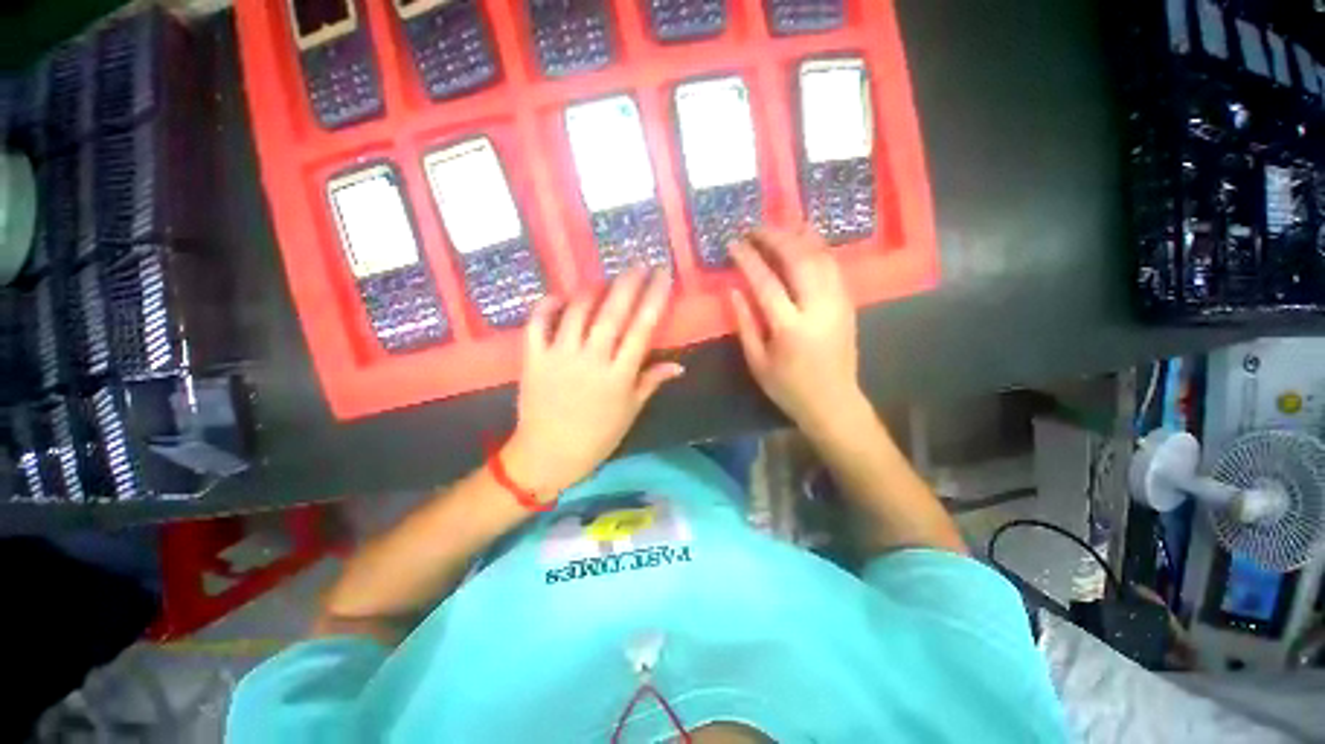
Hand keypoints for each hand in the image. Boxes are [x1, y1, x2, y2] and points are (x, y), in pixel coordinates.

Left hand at [505, 268, 682, 497]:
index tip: (662, 276)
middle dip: (628, 283)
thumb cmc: (596, 437)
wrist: (548, 455)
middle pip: (613, 313)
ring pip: (577, 311)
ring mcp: (560, 356)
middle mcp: (591, 359)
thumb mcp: (630, 412)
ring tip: (604, 281)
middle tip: (638, 265)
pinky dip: (547, 305)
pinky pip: (538, 323)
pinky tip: (559, 297)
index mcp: (619, 375)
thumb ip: (651, 382)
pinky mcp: (533, 358)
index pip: (642, 328)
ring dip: (592, 290)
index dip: (654, 298)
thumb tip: (679, 365)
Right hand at [729, 227, 863, 436]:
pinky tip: (802, 242)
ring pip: (821, 256)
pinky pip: (833, 265)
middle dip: (775, 237)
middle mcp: (819, 308)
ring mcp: (838, 302)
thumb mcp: (757, 362)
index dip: (748, 259)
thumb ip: (744, 324)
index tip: (733, 243)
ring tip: (776, 229)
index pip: (766, 282)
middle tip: (755, 228)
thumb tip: (734, 290)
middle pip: (799, 259)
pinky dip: (816, 248)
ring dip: (798, 236)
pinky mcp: (848, 303)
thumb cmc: (788, 387)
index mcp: (790, 328)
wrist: (834, 402)